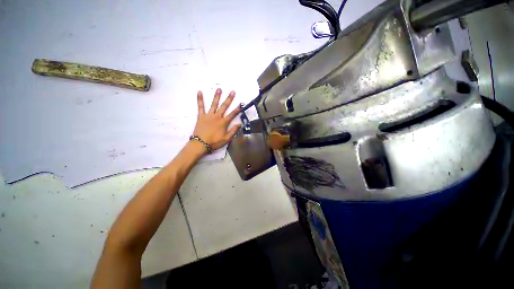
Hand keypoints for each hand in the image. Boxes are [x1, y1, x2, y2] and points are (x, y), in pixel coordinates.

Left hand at [193, 88, 240, 151]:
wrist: (201, 144)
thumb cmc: (214, 142)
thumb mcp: (227, 139)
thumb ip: (233, 131)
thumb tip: (239, 124)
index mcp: (224, 122)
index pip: (232, 114)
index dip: (238, 109)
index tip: (241, 103)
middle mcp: (217, 117)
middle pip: (224, 106)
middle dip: (229, 99)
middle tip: (232, 91)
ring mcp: (209, 115)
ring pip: (214, 104)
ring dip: (217, 96)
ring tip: (219, 89)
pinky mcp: (201, 116)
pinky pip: (200, 107)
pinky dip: (200, 99)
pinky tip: (199, 92)